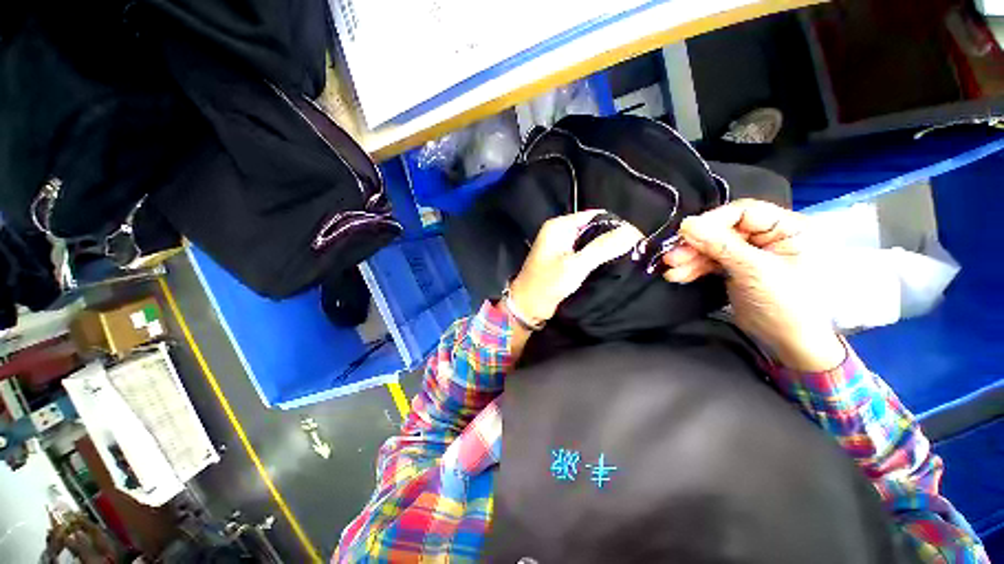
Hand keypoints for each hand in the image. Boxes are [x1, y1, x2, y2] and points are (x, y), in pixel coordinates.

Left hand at [509, 210, 642, 324]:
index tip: (637, 237)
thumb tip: (632, 231)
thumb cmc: (547, 284)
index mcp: (559, 226)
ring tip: (627, 256)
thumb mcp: (576, 266)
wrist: (527, 306)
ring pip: (589, 241)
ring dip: (605, 248)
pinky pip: (583, 252)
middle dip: (612, 237)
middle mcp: (559, 231)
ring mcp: (560, 245)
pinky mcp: (562, 258)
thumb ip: (602, 247)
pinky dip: (596, 256)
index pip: (594, 215)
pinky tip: (610, 263)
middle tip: (635, 249)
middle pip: (593, 227)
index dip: (616, 224)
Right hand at [662, 199, 844, 371]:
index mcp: (788, 227)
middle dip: (696, 245)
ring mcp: (750, 253)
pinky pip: (709, 261)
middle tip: (672, 258)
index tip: (685, 233)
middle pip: (723, 230)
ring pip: (712, 247)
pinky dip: (693, 268)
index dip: (713, 221)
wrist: (788, 344)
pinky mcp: (735, 268)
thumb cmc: (786, 305)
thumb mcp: (755, 272)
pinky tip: (678, 276)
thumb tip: (687, 224)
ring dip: (689, 258)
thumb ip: (721, 245)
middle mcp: (768, 235)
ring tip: (671, 271)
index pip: (744, 212)